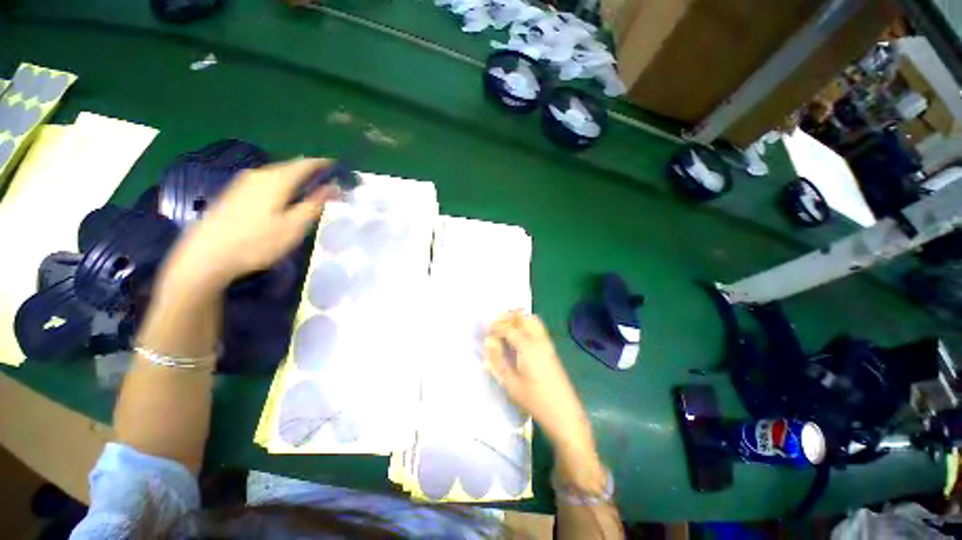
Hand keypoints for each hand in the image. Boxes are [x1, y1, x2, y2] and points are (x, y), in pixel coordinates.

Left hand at [162, 158, 337, 292]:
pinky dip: (282, 186)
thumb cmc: (257, 242)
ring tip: (310, 193)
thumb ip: (315, 204)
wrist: (206, 255)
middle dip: (311, 173)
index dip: (324, 165)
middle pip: (291, 166)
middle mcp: (260, 174)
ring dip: (296, 180)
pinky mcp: (235, 192)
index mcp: (277, 179)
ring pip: (278, 174)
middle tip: (328, 185)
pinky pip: (266, 182)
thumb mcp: (295, 226)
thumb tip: (332, 187)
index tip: (339, 170)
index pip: (306, 163)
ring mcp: (244, 182)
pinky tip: (284, 200)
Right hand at [484, 311, 593, 453]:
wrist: (565, 414)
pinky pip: (537, 329)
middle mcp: (539, 340)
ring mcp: (547, 344)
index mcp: (528, 347)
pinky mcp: (551, 350)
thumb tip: (488, 342)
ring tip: (505, 330)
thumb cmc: (536, 401)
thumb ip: (498, 360)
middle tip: (495, 326)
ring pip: (532, 321)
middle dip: (508, 318)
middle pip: (523, 318)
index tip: (484, 329)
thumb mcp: (511, 384)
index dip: (495, 326)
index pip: (508, 328)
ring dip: (518, 320)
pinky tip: (517, 339)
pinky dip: (526, 326)